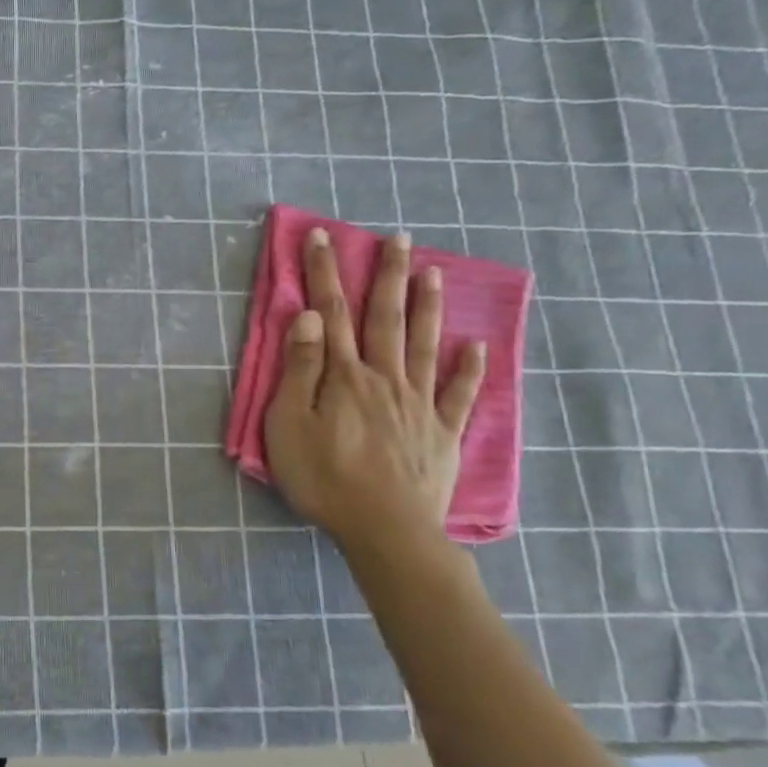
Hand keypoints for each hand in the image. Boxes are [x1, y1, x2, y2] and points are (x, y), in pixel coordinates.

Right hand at [263, 227, 485, 546]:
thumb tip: (308, 317)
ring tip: (433, 271)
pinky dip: (470, 369)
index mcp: (344, 376)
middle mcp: (385, 379)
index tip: (322, 237)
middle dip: (386, 275)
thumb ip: (300, 369)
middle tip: (397, 237)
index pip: (330, 313)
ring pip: (425, 344)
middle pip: (385, 318)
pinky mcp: (443, 433)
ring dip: (428, 306)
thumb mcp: (290, 424)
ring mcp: (420, 404)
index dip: (324, 273)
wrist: (386, 529)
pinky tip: (477, 346)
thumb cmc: (324, 478)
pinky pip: (460, 394)